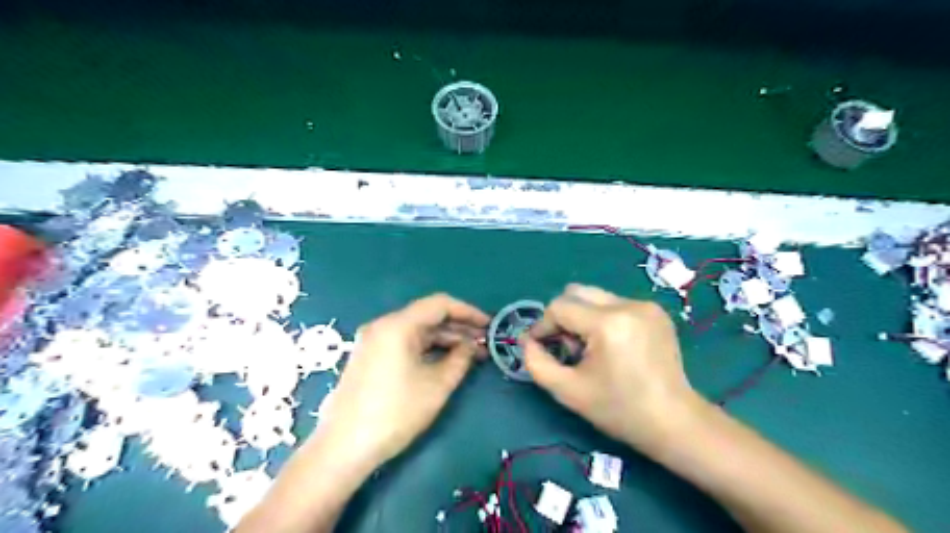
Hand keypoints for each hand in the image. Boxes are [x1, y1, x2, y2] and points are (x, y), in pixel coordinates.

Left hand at [315, 293, 489, 472]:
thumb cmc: (395, 413)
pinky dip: (427, 348)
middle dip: (458, 328)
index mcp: (397, 325)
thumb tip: (472, 345)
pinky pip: (405, 343)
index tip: (489, 325)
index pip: (440, 304)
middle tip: (485, 343)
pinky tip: (445, 360)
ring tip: (471, 354)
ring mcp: (373, 341)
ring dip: (444, 339)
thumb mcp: (437, 385)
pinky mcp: (369, 356)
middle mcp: (383, 326)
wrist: (343, 447)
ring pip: (417, 331)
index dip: (468, 312)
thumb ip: (460, 358)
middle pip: (427, 316)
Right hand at [522, 285, 699, 451]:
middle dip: (563, 316)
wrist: (674, 422)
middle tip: (567, 347)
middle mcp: (628, 305)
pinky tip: (612, 346)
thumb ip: (537, 363)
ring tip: (591, 349)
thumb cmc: (619, 410)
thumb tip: (526, 341)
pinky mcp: (656, 311)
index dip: (543, 325)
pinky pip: (615, 304)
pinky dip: (603, 319)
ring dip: (583, 317)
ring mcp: (645, 305)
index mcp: (608, 323)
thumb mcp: (568, 391)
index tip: (541, 347)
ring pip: (595, 297)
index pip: (559, 307)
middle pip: (576, 292)